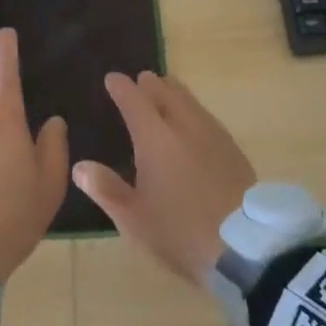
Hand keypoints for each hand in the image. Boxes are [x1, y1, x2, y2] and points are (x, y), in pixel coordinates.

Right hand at [75, 72, 256, 286]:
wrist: (245, 246)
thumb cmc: (180, 231)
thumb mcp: (134, 219)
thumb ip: (106, 189)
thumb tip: (80, 166)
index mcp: (155, 138)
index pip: (134, 101)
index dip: (121, 87)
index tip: (112, 78)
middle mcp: (184, 126)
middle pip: (166, 93)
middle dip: (150, 84)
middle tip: (140, 80)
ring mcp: (212, 135)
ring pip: (190, 101)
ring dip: (174, 92)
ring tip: (166, 90)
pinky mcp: (233, 149)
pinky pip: (206, 116)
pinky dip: (193, 109)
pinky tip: (195, 122)